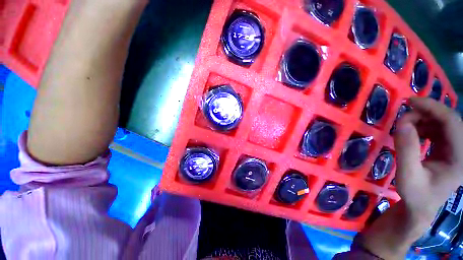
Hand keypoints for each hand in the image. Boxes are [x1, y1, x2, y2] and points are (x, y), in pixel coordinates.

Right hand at [395, 97, 462, 224]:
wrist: (420, 207)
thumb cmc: (415, 195)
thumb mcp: (407, 175)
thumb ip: (406, 150)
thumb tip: (402, 123)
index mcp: (460, 158)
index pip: (452, 123)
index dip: (433, 107)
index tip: (409, 101)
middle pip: (449, 120)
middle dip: (427, 112)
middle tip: (404, 115)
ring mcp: (457, 150)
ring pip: (444, 123)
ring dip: (424, 119)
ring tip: (406, 125)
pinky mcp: (449, 149)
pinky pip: (439, 129)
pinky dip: (425, 125)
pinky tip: (414, 131)